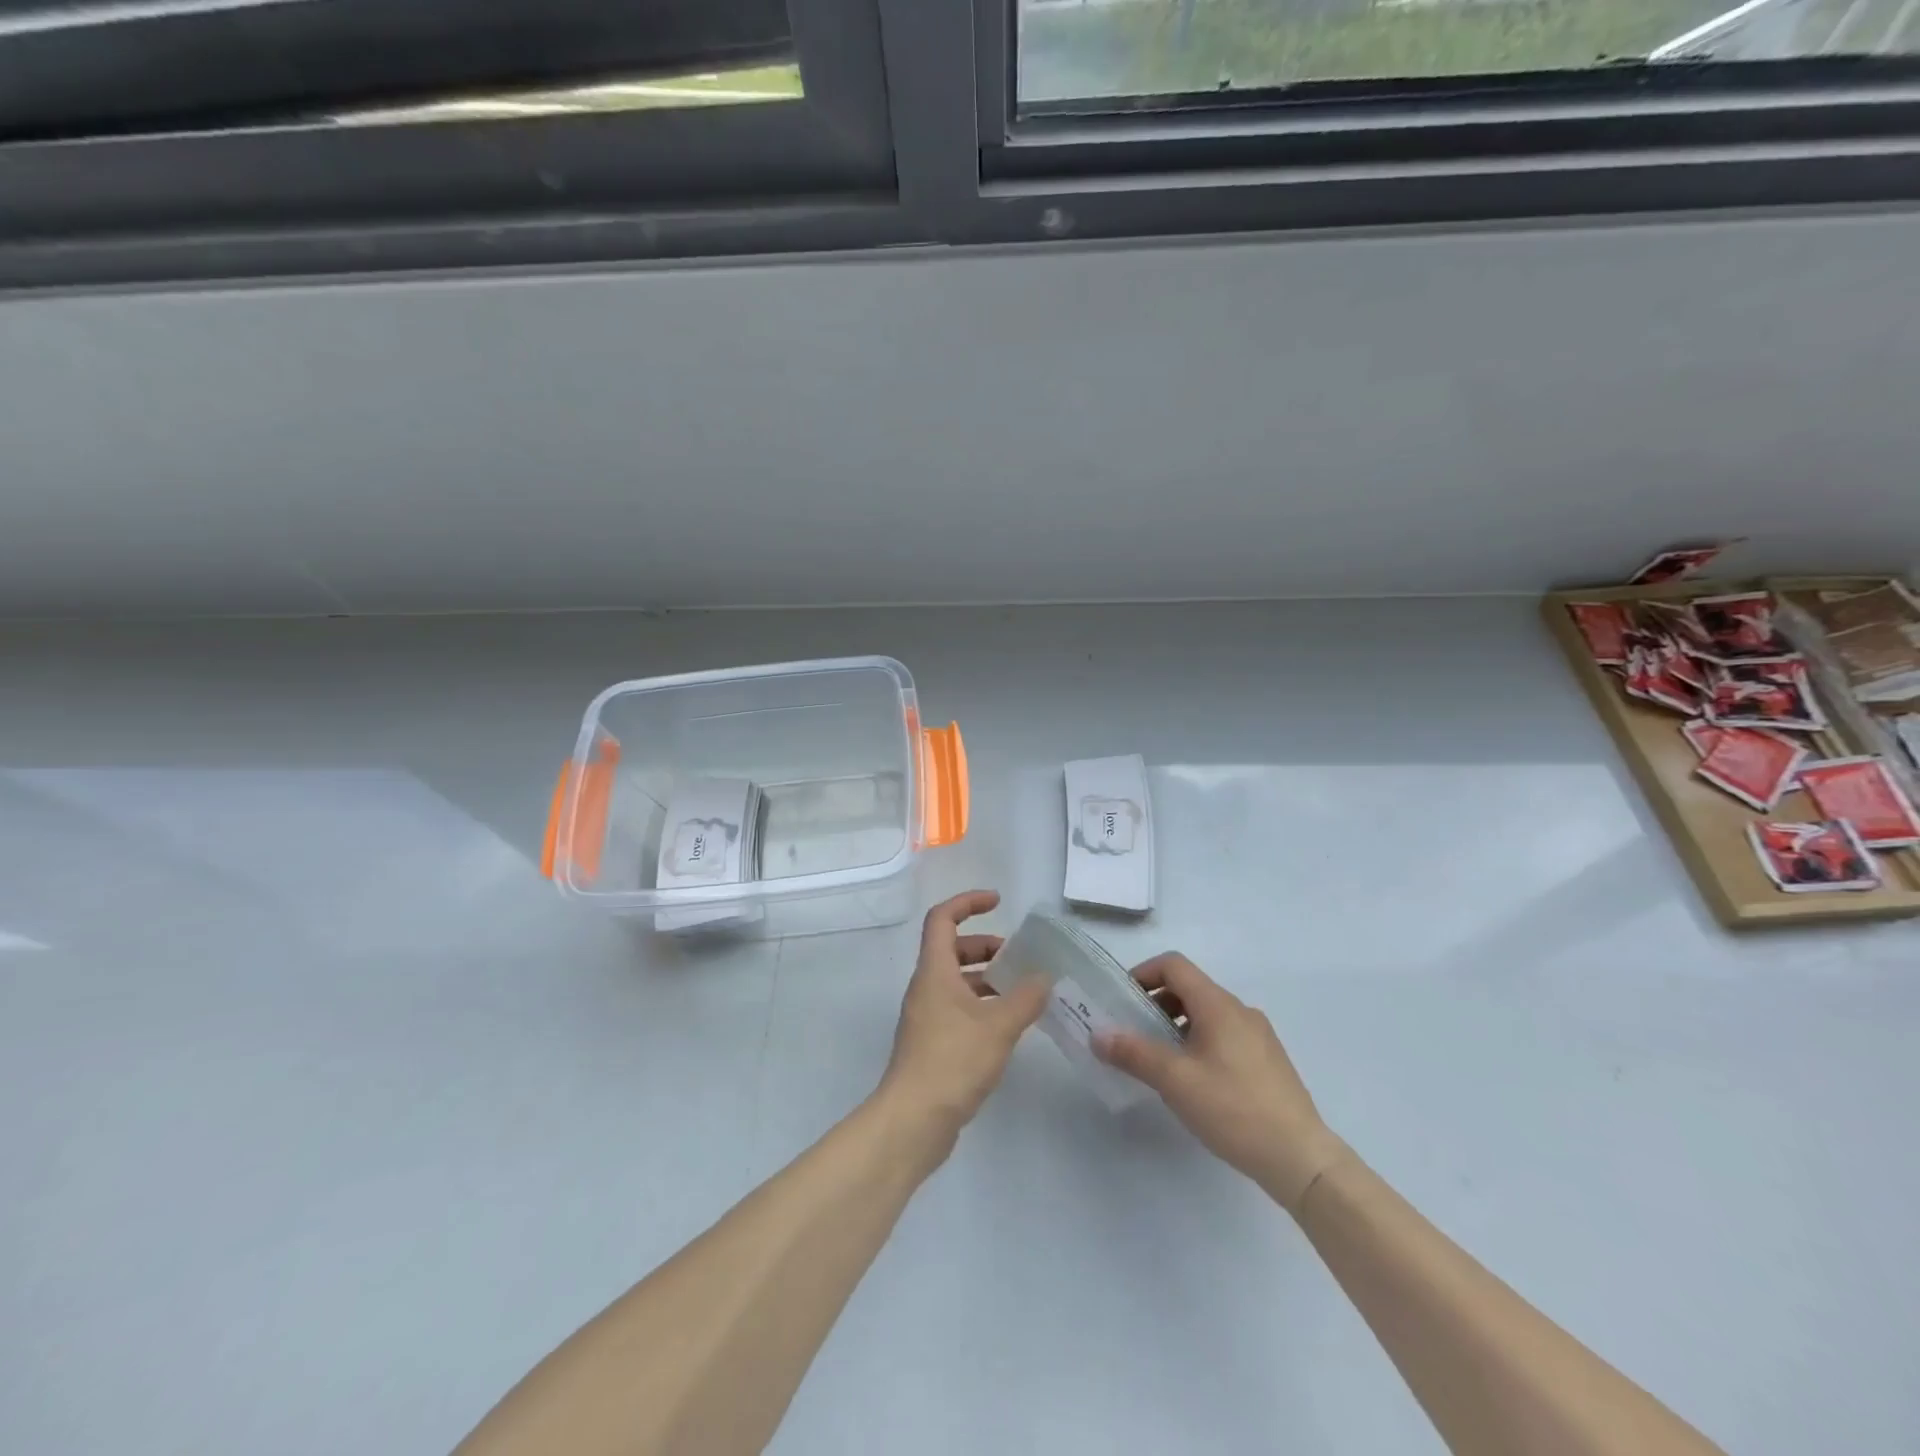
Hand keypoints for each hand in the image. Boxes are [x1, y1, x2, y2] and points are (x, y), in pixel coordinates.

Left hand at [877, 891, 1051, 1148]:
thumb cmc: (952, 1061)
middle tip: (1017, 957)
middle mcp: (926, 988)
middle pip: (951, 949)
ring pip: (956, 982)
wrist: (913, 1120)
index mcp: (934, 972)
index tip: (998, 902)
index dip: (968, 902)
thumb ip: (1026, 998)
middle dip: (984, 945)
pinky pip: (958, 1009)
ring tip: (1022, 992)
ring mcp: (926, 1017)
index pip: (943, 919)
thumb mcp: (998, 1026)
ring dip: (986, 978)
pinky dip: (982, 1005)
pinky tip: (1008, 1026)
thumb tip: (1045, 977)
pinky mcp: (932, 1044)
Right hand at [1094, 953, 1347, 1212]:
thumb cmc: (1233, 1109)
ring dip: (1176, 1026)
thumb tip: (1097, 1034)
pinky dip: (1198, 1042)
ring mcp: (1258, 1035)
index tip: (1121, 1002)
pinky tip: (1194, 1082)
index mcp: (1218, 1005)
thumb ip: (1133, 1053)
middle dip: (1155, 1004)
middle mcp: (1240, 1011)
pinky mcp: (1267, 1061)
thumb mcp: (1175, 1081)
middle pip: (1189, 988)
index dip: (1143, 974)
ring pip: (1206, 1014)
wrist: (1301, 1158)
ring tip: (1159, 1062)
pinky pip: (1224, 1035)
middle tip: (1133, 1035)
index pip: (1174, 966)